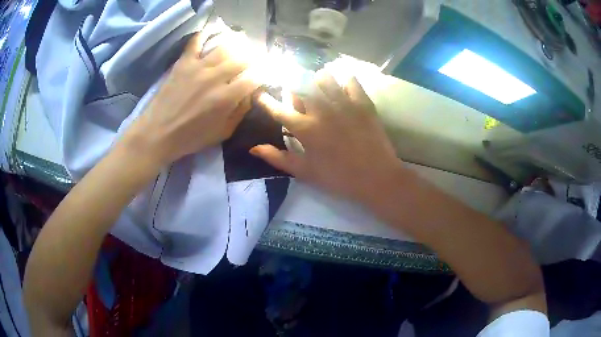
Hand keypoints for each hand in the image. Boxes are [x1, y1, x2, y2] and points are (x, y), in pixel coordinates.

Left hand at [119, 32, 260, 166]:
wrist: (158, 133)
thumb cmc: (191, 137)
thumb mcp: (222, 133)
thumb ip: (240, 112)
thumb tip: (251, 94)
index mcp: (226, 98)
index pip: (254, 77)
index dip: (263, 75)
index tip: (262, 76)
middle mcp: (215, 78)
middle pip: (243, 58)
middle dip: (254, 58)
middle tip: (253, 61)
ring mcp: (198, 67)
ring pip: (225, 47)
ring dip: (237, 44)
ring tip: (241, 45)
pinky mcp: (183, 62)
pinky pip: (196, 41)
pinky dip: (206, 34)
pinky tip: (213, 33)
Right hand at [251, 71, 402, 202]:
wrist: (376, 178)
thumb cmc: (338, 178)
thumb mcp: (305, 172)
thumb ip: (277, 158)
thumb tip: (252, 148)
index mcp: (305, 128)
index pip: (278, 109)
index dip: (266, 100)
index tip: (261, 94)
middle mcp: (321, 110)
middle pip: (300, 87)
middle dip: (293, 88)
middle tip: (298, 97)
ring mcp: (343, 103)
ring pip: (324, 78)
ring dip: (317, 81)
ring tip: (320, 88)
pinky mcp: (363, 102)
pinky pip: (350, 81)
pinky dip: (344, 80)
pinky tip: (343, 87)